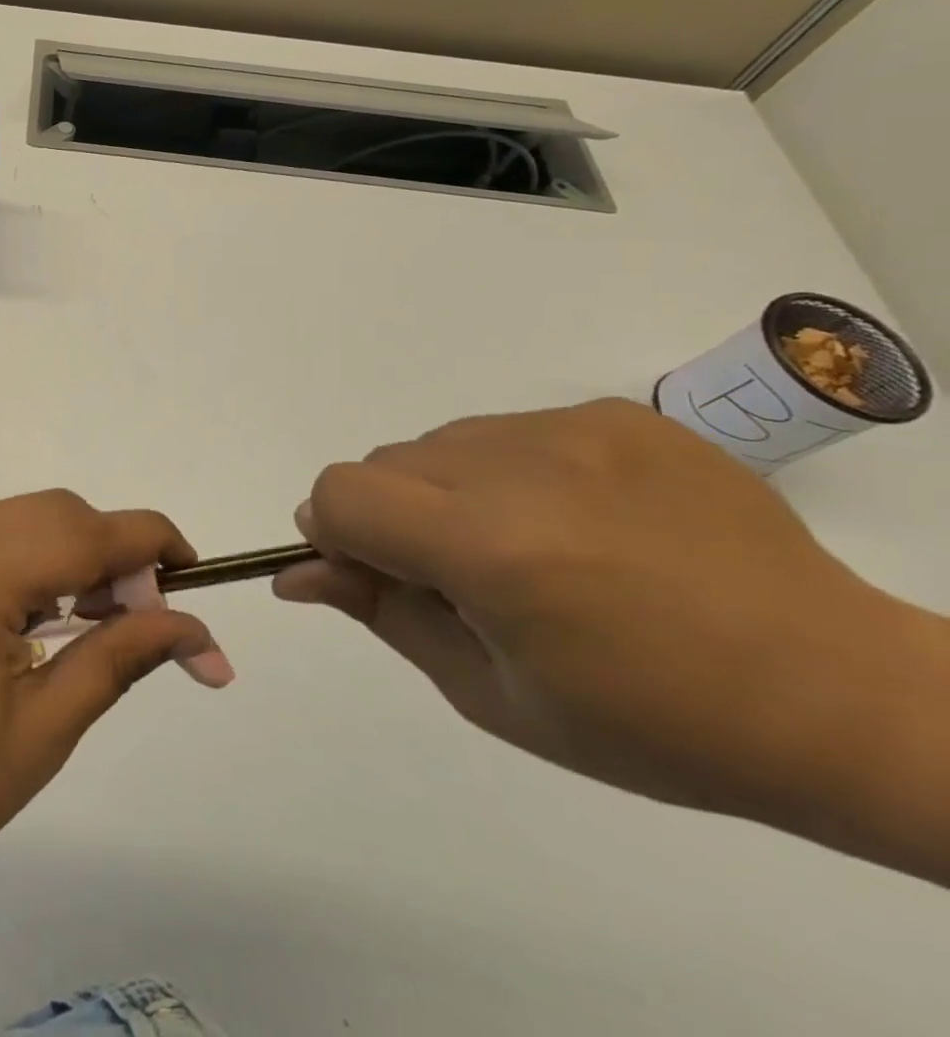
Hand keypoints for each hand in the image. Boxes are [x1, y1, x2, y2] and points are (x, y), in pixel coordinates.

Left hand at [0, 490, 227, 879]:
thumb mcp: (44, 729)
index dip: (148, 540)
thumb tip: (197, 632)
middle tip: (136, 616)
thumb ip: (120, 658)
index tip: (191, 570)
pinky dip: (24, 560)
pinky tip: (29, 617)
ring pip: (18, 518)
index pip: (84, 531)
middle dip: (109, 551)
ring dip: (68, 554)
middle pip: (53, 513)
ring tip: (86, 622)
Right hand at [276, 399, 946, 839]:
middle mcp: (521, 468)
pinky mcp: (615, 414)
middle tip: (460, 577)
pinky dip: (507, 473)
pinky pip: (507, 430)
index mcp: (488, 547)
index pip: (340, 493)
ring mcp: (573, 430)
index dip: (336, 533)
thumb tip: (297, 572)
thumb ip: (381, 612)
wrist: (841, 697)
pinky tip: (576, 522)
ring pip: (439, 442)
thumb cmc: (651, 724)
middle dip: (392, 516)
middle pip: (382, 463)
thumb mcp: (490, 692)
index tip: (374, 572)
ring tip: (527, 549)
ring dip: (446, 491)